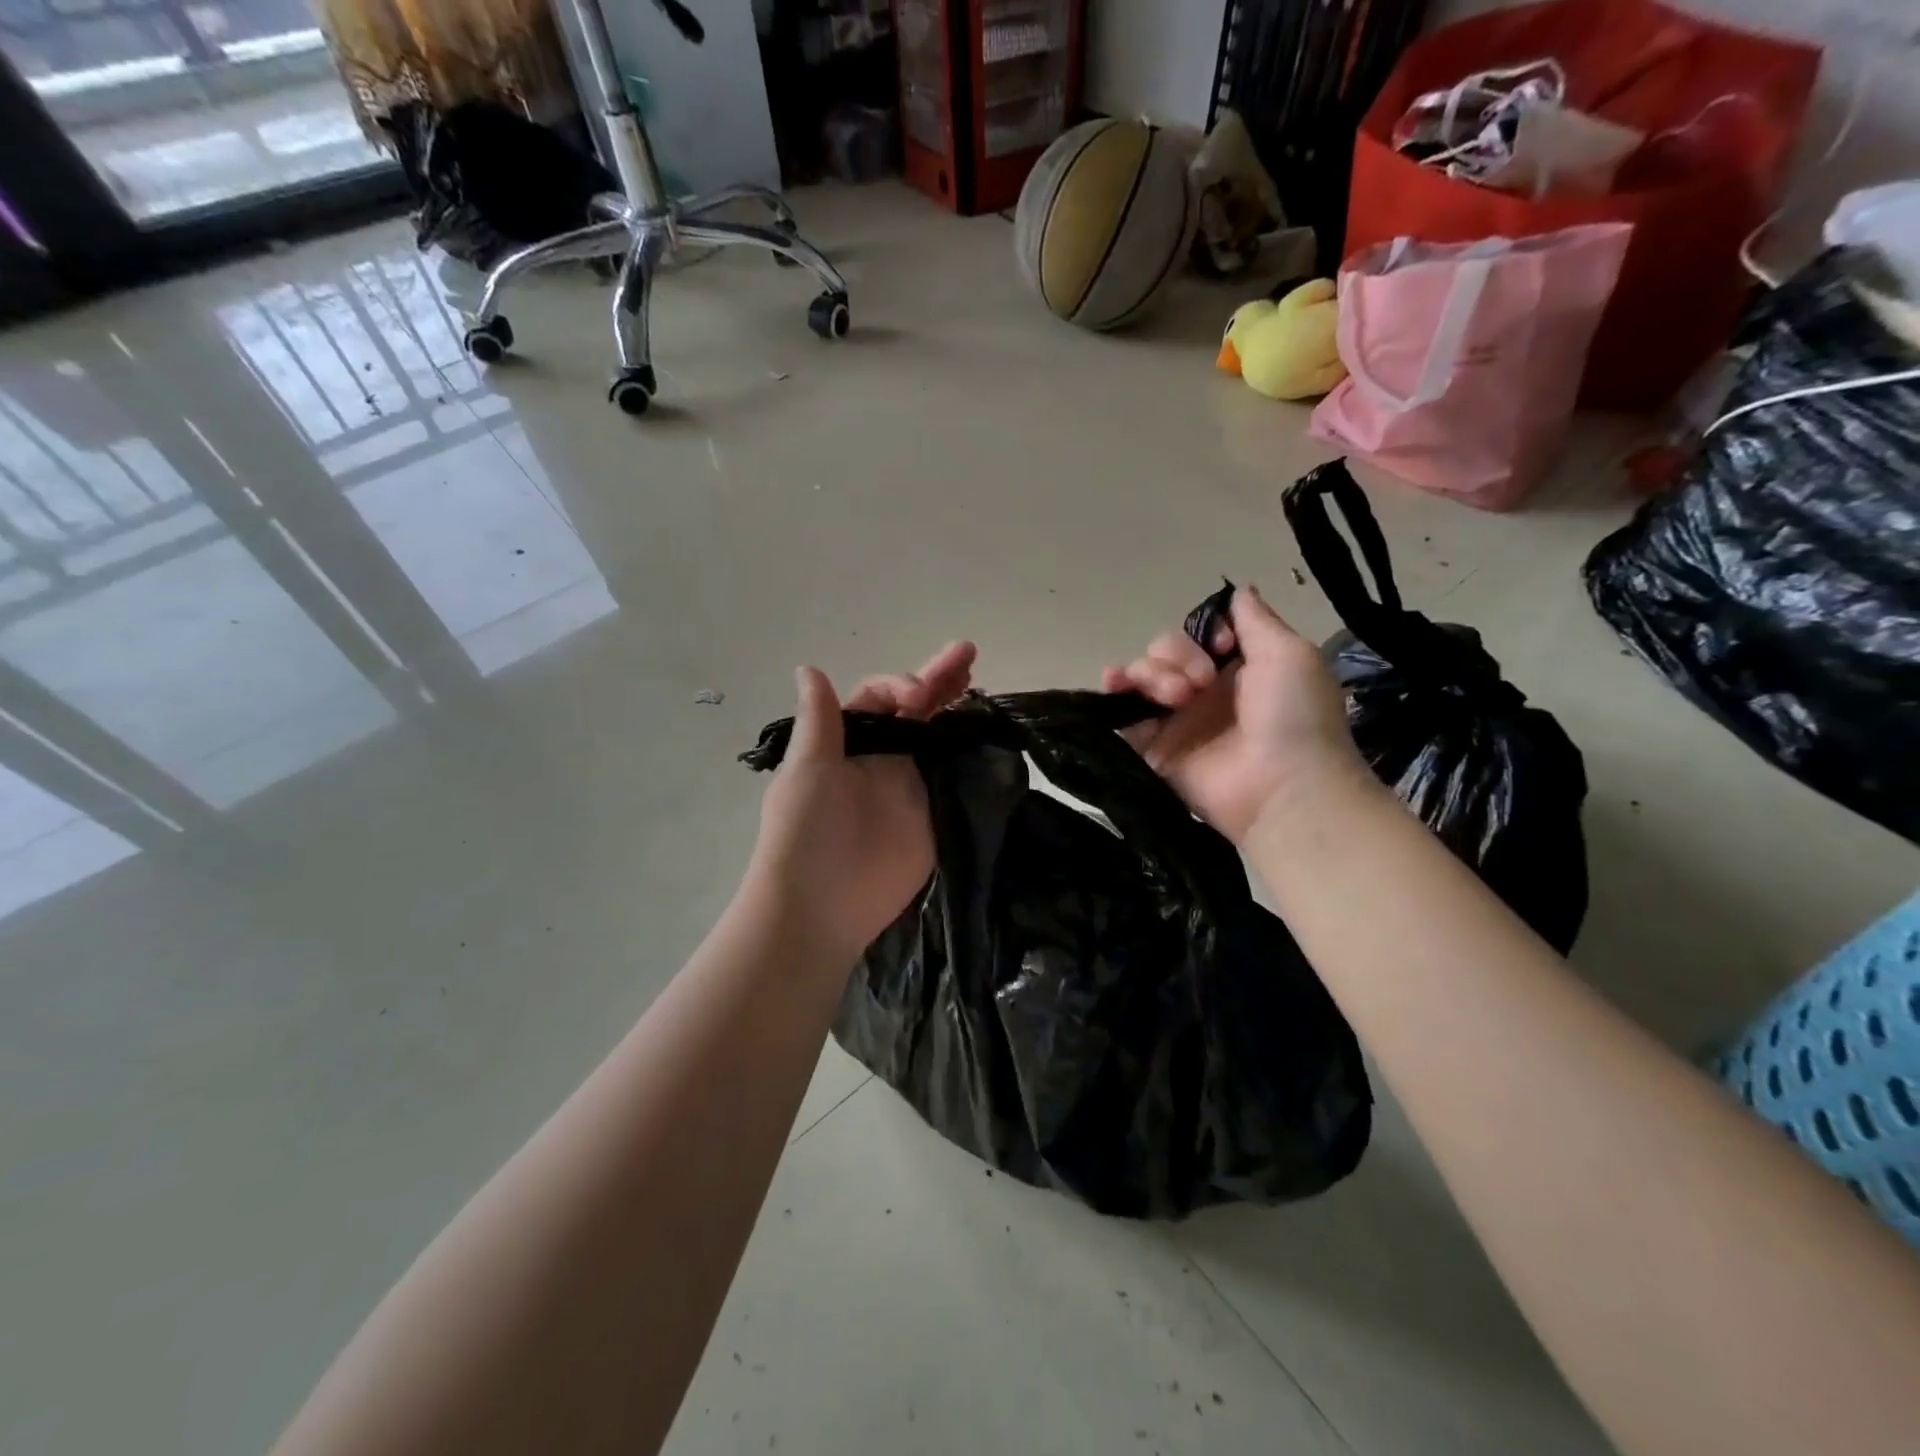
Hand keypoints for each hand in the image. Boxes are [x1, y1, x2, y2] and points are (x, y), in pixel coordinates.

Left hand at [749, 641, 975, 960]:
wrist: (821, 907)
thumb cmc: (805, 833)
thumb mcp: (806, 769)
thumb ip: (820, 720)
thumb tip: (809, 668)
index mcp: (848, 744)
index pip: (881, 698)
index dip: (902, 685)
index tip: (921, 694)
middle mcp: (883, 759)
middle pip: (916, 711)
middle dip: (939, 680)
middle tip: (967, 652)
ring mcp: (912, 788)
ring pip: (939, 738)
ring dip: (956, 708)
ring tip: (978, 677)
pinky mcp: (935, 816)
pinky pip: (955, 777)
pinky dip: (972, 753)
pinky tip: (989, 731)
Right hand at [1100, 585, 1367, 841]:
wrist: (1282, 787)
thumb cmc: (1293, 716)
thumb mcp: (1288, 654)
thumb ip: (1256, 620)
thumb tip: (1240, 589)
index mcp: (1238, 668)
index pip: (1199, 634)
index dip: (1202, 633)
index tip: (1220, 646)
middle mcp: (1204, 691)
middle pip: (1166, 651)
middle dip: (1175, 657)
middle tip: (1199, 684)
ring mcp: (1176, 721)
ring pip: (1142, 676)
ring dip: (1150, 673)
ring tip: (1173, 698)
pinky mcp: (1153, 749)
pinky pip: (1122, 715)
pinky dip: (1113, 695)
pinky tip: (1113, 685)